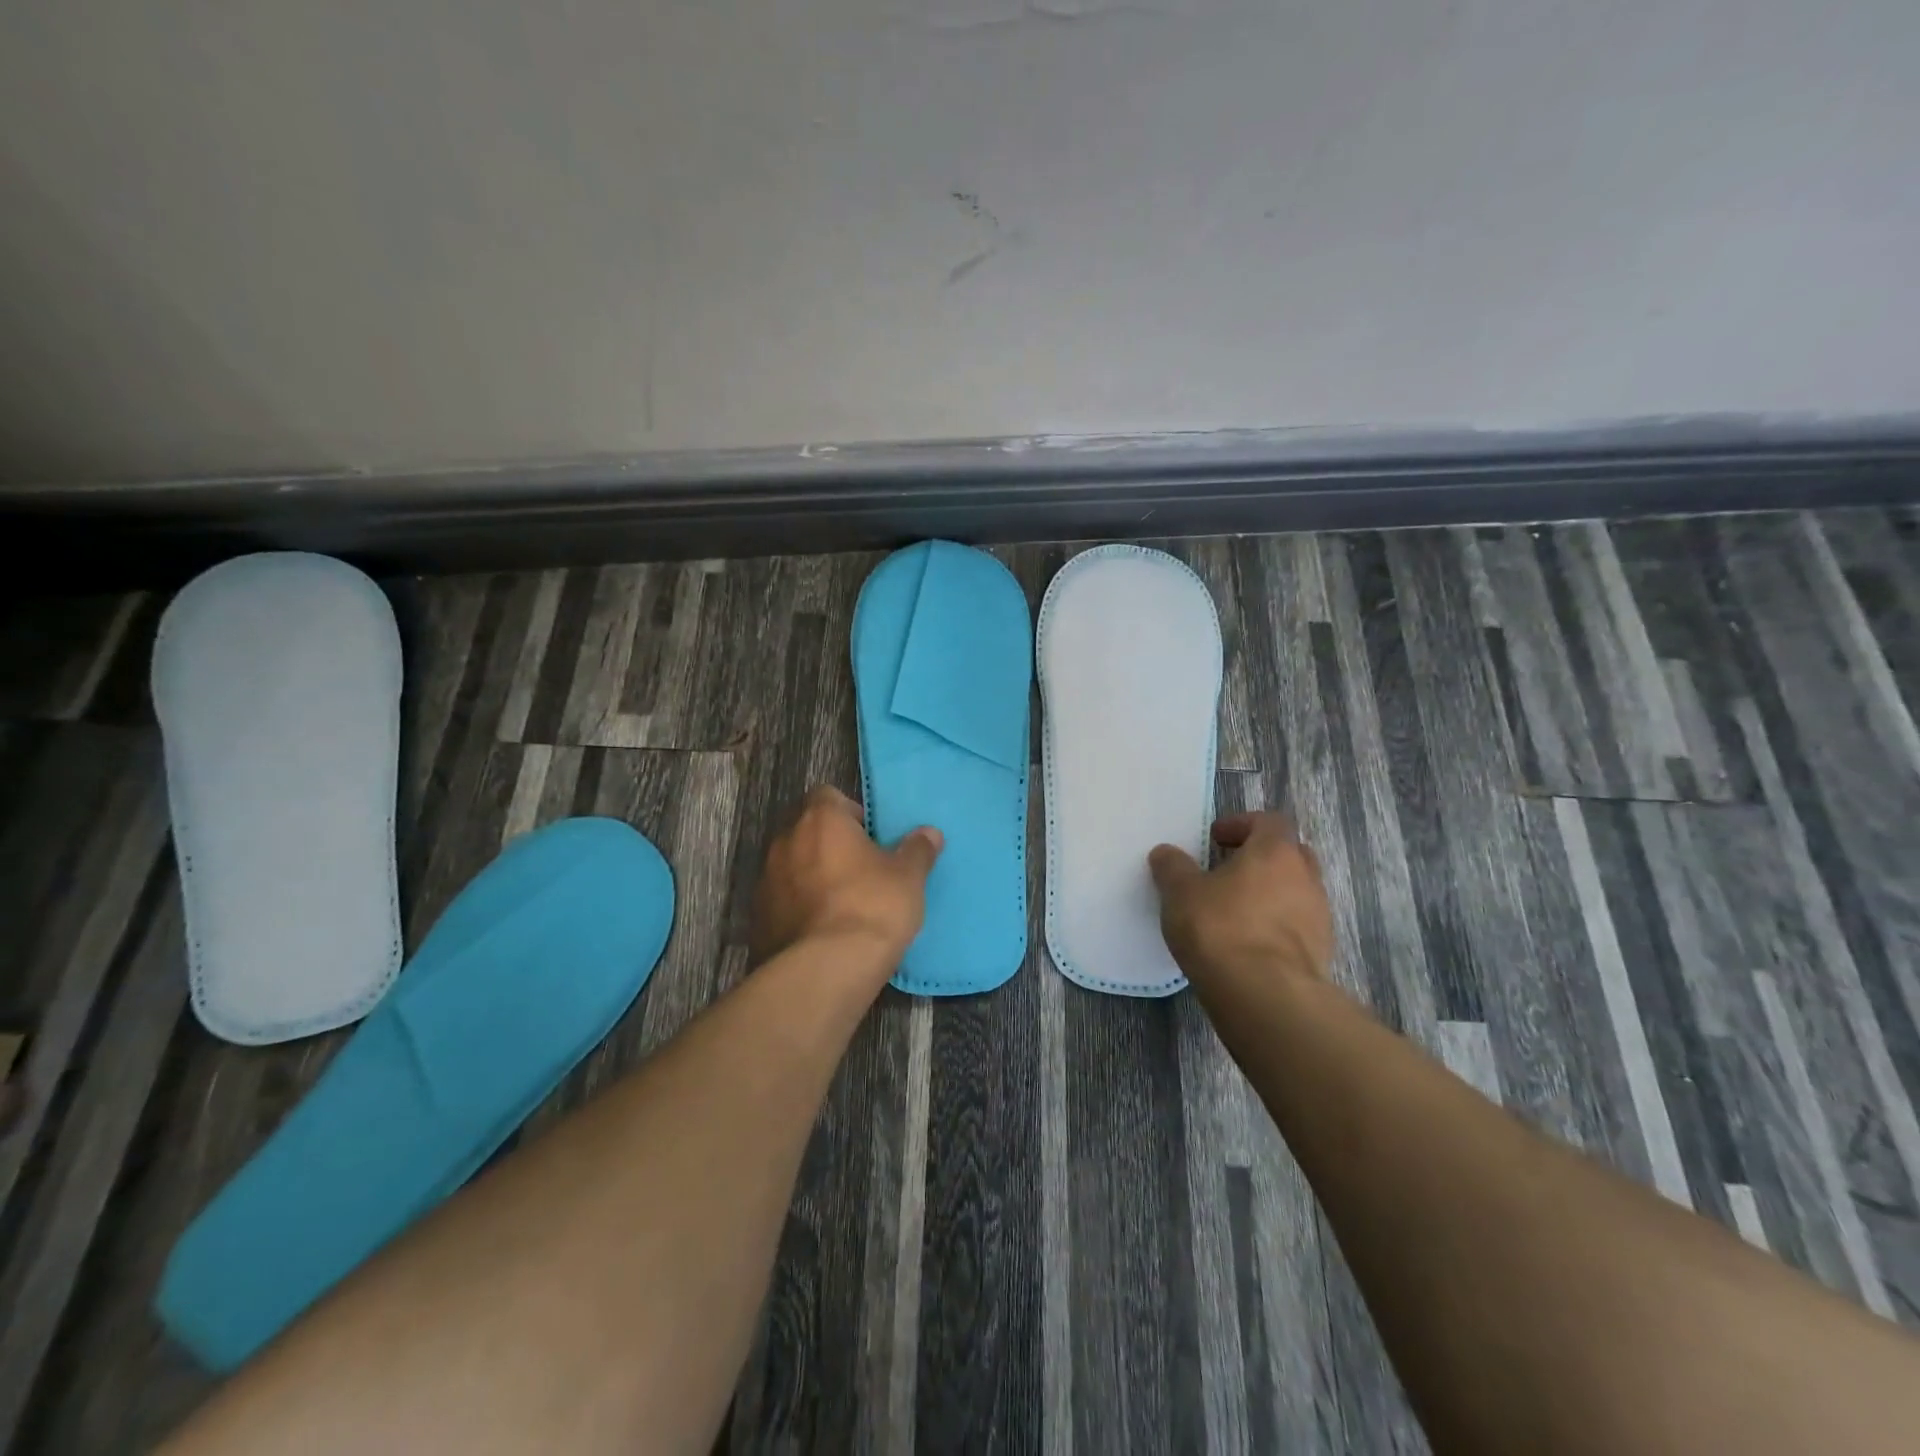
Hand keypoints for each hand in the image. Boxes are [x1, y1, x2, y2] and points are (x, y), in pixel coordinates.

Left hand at [750, 786, 943, 966]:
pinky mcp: (757, 918)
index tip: (871, 838)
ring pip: (792, 866)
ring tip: (842, 905)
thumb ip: (917, 850)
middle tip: (861, 871)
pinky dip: (798, 908)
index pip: (828, 796)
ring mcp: (765, 880)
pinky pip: (782, 901)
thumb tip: (928, 833)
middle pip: (807, 830)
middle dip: (830, 845)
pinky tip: (822, 932)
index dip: (850, 813)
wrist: (822, 971)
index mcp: (821, 820)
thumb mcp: (908, 878)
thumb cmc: (871, 908)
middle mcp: (785, 841)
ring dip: (812, 877)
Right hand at [1148, 811, 1333, 985]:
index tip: (1215, 839)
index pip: (1269, 821)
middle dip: (1261, 858)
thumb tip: (1166, 853)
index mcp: (1276, 852)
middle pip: (1290, 854)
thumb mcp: (1180, 892)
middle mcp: (1306, 878)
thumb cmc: (1220, 928)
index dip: (1241, 825)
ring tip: (1235, 912)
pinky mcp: (1320, 954)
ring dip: (1270, 895)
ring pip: (1296, 892)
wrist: (1265, 996)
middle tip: (1229, 871)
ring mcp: (1319, 918)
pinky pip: (1297, 927)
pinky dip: (1275, 928)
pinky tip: (1247, 945)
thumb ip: (1173, 867)